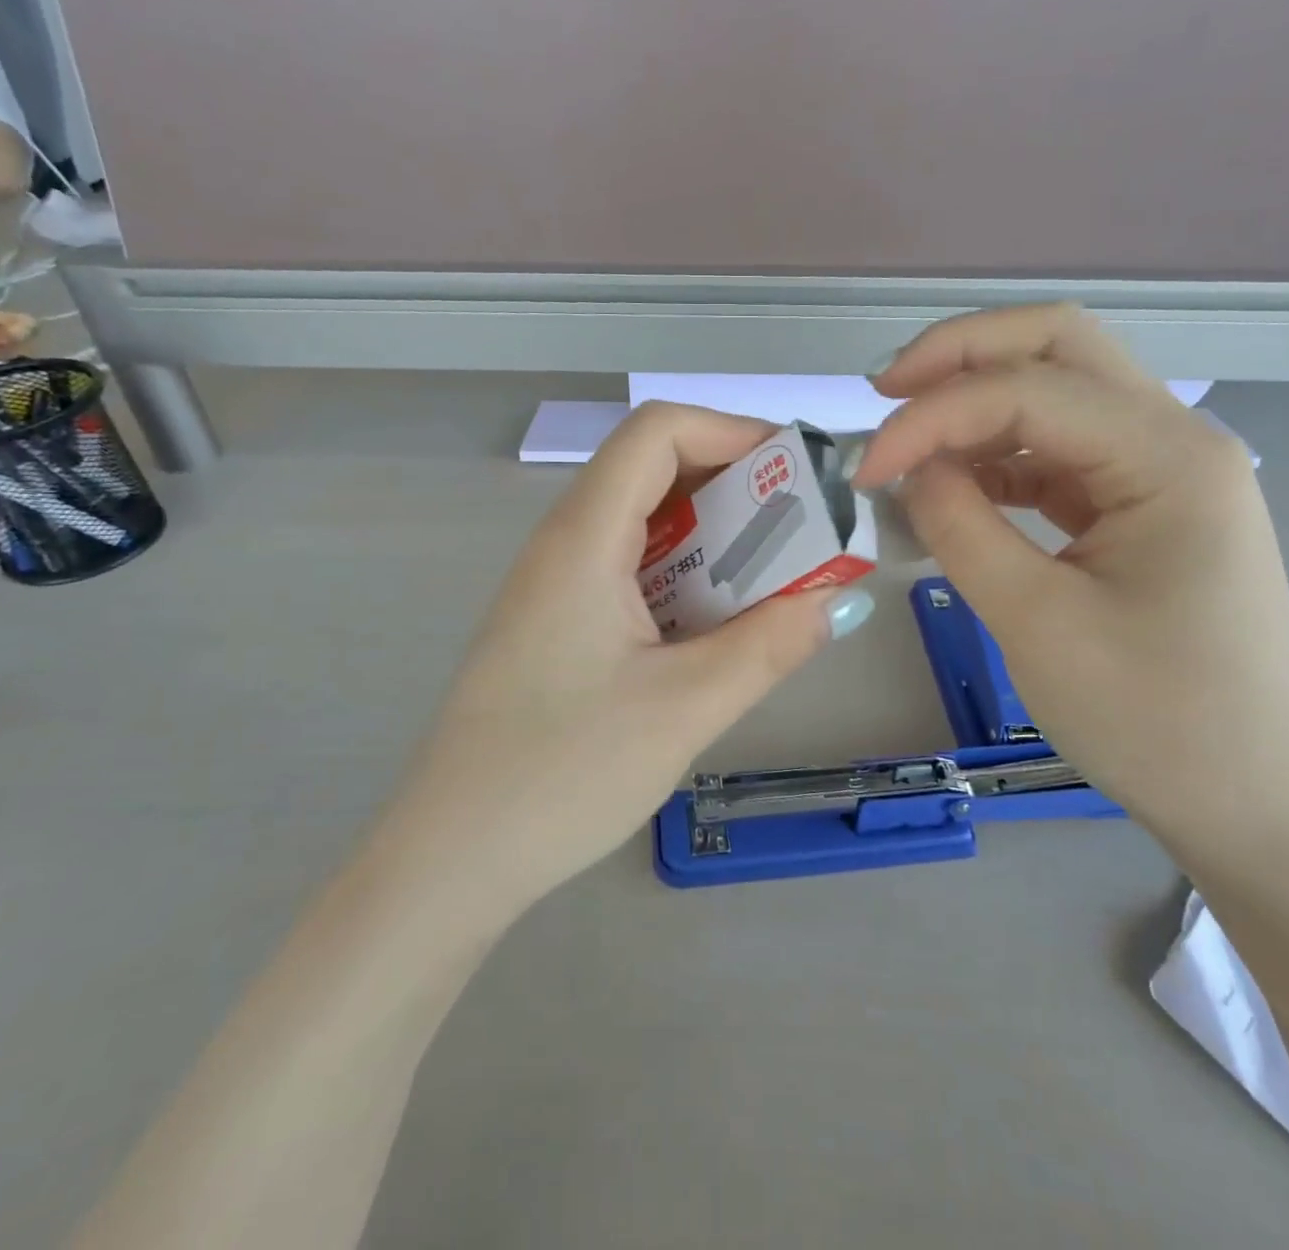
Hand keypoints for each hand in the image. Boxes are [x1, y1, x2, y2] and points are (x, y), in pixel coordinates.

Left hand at [404, 402, 875, 905]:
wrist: (452, 858)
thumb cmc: (563, 774)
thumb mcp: (685, 708)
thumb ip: (769, 645)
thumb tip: (837, 601)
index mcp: (582, 538)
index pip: (658, 431)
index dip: (734, 432)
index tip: (799, 475)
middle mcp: (562, 544)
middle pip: (653, 470)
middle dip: (736, 488)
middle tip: (801, 535)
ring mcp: (553, 585)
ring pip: (643, 523)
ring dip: (713, 538)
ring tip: (773, 581)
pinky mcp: (554, 624)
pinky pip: (628, 570)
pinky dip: (684, 576)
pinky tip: (714, 625)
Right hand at [854, 306, 1288, 847]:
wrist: (1252, 802)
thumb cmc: (1156, 720)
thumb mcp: (1036, 621)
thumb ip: (960, 526)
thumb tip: (907, 468)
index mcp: (1168, 457)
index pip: (1026, 390)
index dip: (930, 417)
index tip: (864, 469)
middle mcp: (1174, 439)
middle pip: (1057, 345)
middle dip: (960, 355)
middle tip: (884, 392)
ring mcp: (1161, 470)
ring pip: (1058, 389)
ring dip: (976, 400)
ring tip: (906, 439)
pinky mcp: (1140, 506)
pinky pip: (1059, 451)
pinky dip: (998, 453)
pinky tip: (953, 482)